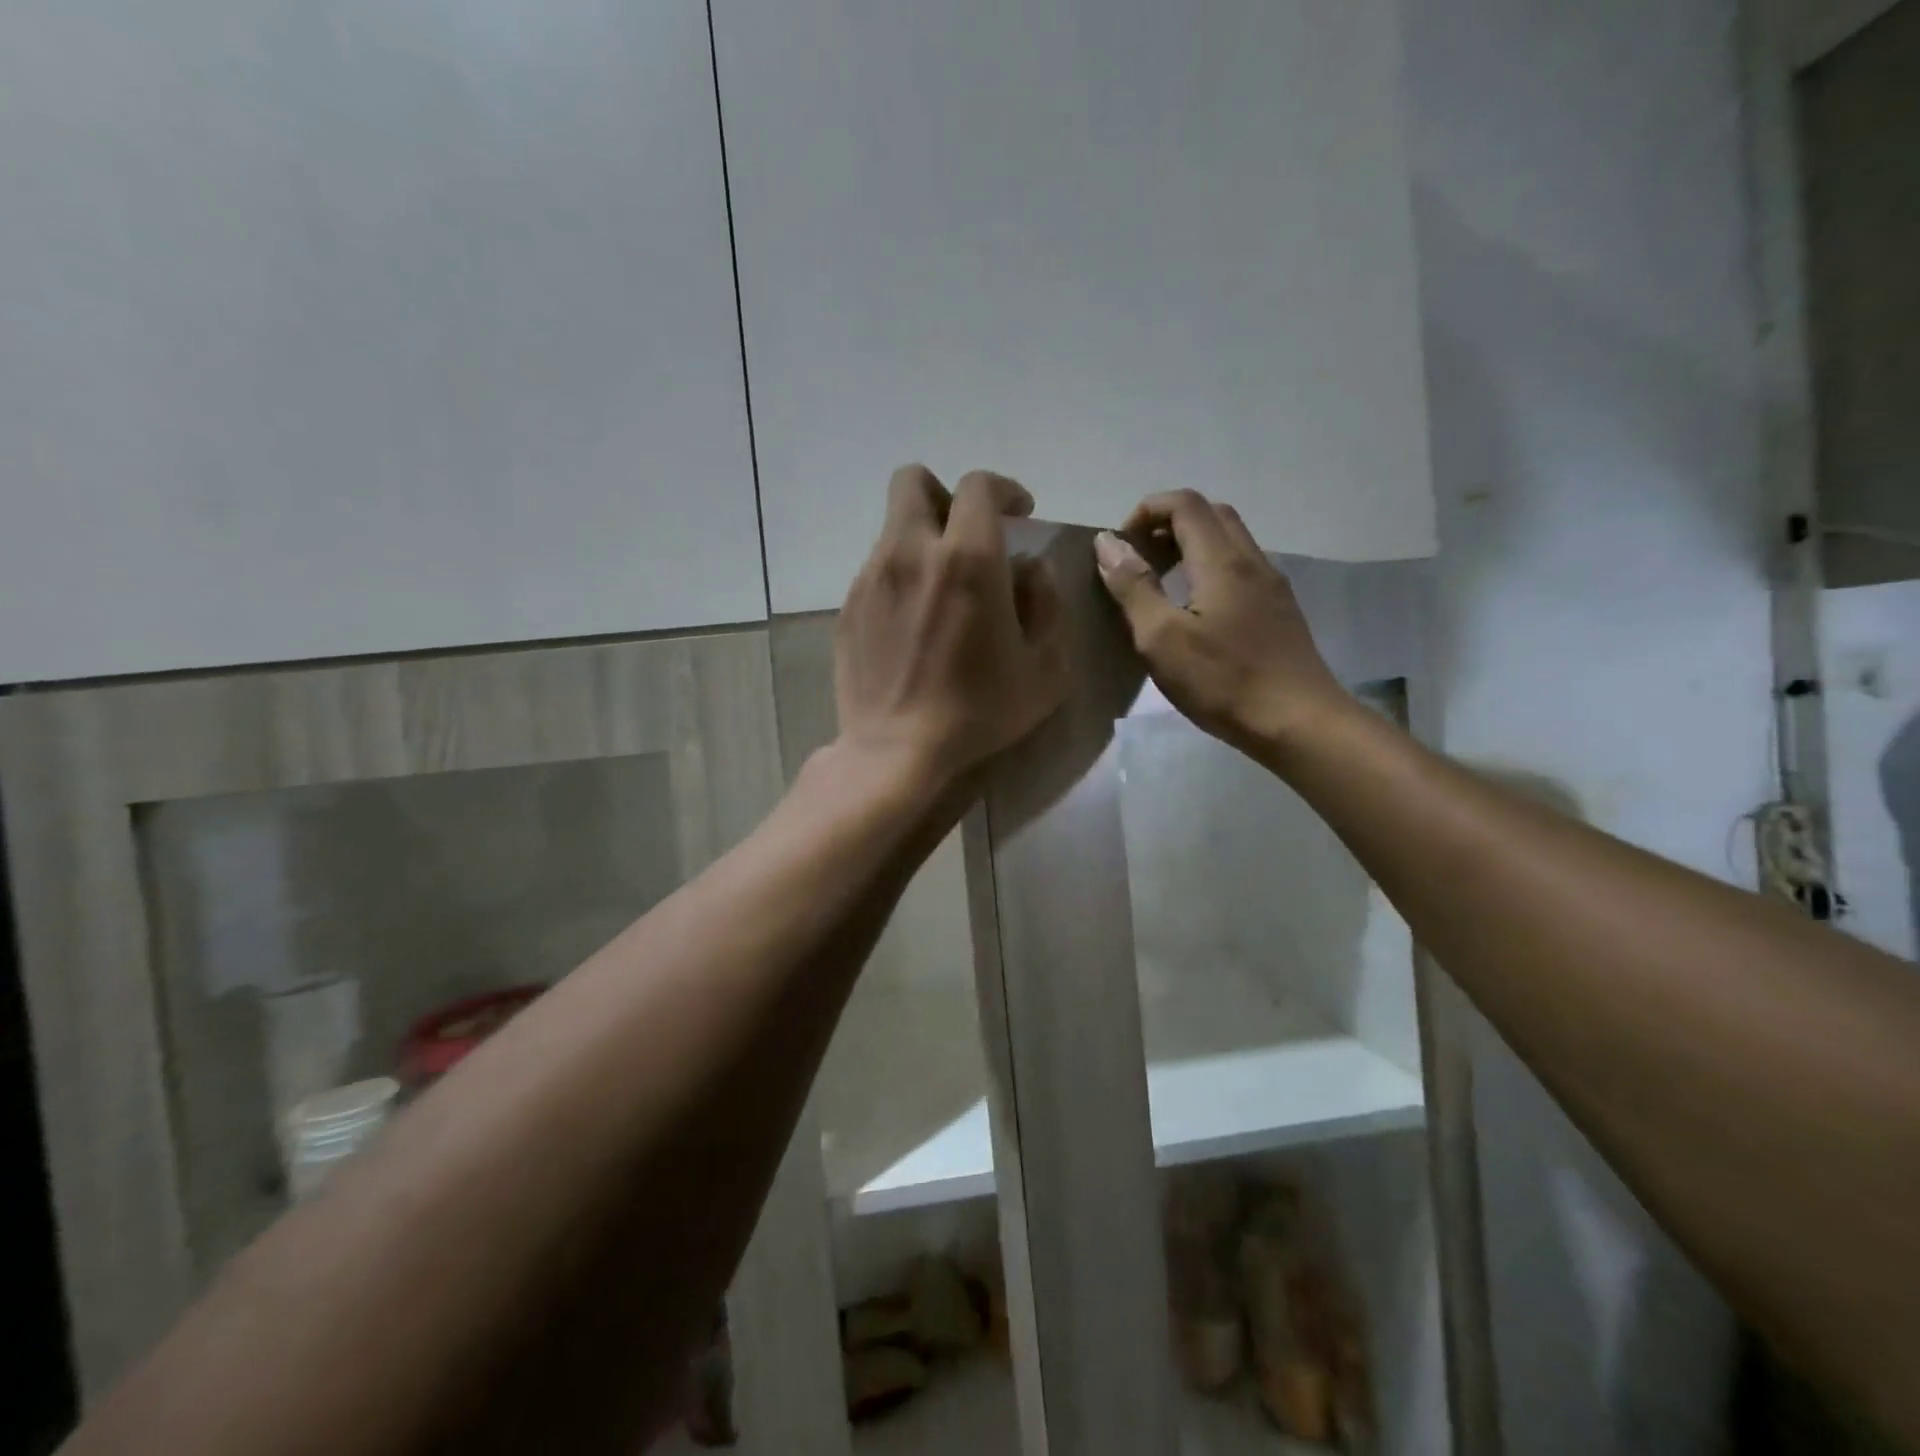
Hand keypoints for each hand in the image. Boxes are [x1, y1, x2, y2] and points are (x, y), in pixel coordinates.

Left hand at [835, 467, 1067, 786]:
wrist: (896, 751)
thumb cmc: (979, 713)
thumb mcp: (1045, 668)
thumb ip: (1047, 603)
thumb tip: (1028, 569)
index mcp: (968, 559)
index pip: (978, 486)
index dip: (1004, 490)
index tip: (1018, 514)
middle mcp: (911, 552)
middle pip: (914, 481)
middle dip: (945, 495)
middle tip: (967, 534)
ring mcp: (871, 577)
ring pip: (893, 527)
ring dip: (922, 539)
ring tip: (941, 589)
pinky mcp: (847, 606)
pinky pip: (876, 568)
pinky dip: (900, 576)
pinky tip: (913, 622)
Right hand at [1095, 490, 1346, 756]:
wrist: (1298, 722)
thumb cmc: (1223, 681)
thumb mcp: (1161, 639)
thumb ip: (1133, 587)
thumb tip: (1108, 543)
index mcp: (1222, 561)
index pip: (1185, 504)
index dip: (1147, 510)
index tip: (1120, 545)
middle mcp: (1252, 561)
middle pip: (1212, 514)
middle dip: (1169, 523)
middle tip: (1140, 558)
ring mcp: (1272, 586)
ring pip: (1230, 540)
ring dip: (1191, 545)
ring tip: (1162, 581)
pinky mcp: (1280, 610)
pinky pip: (1241, 568)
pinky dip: (1210, 567)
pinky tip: (1196, 609)